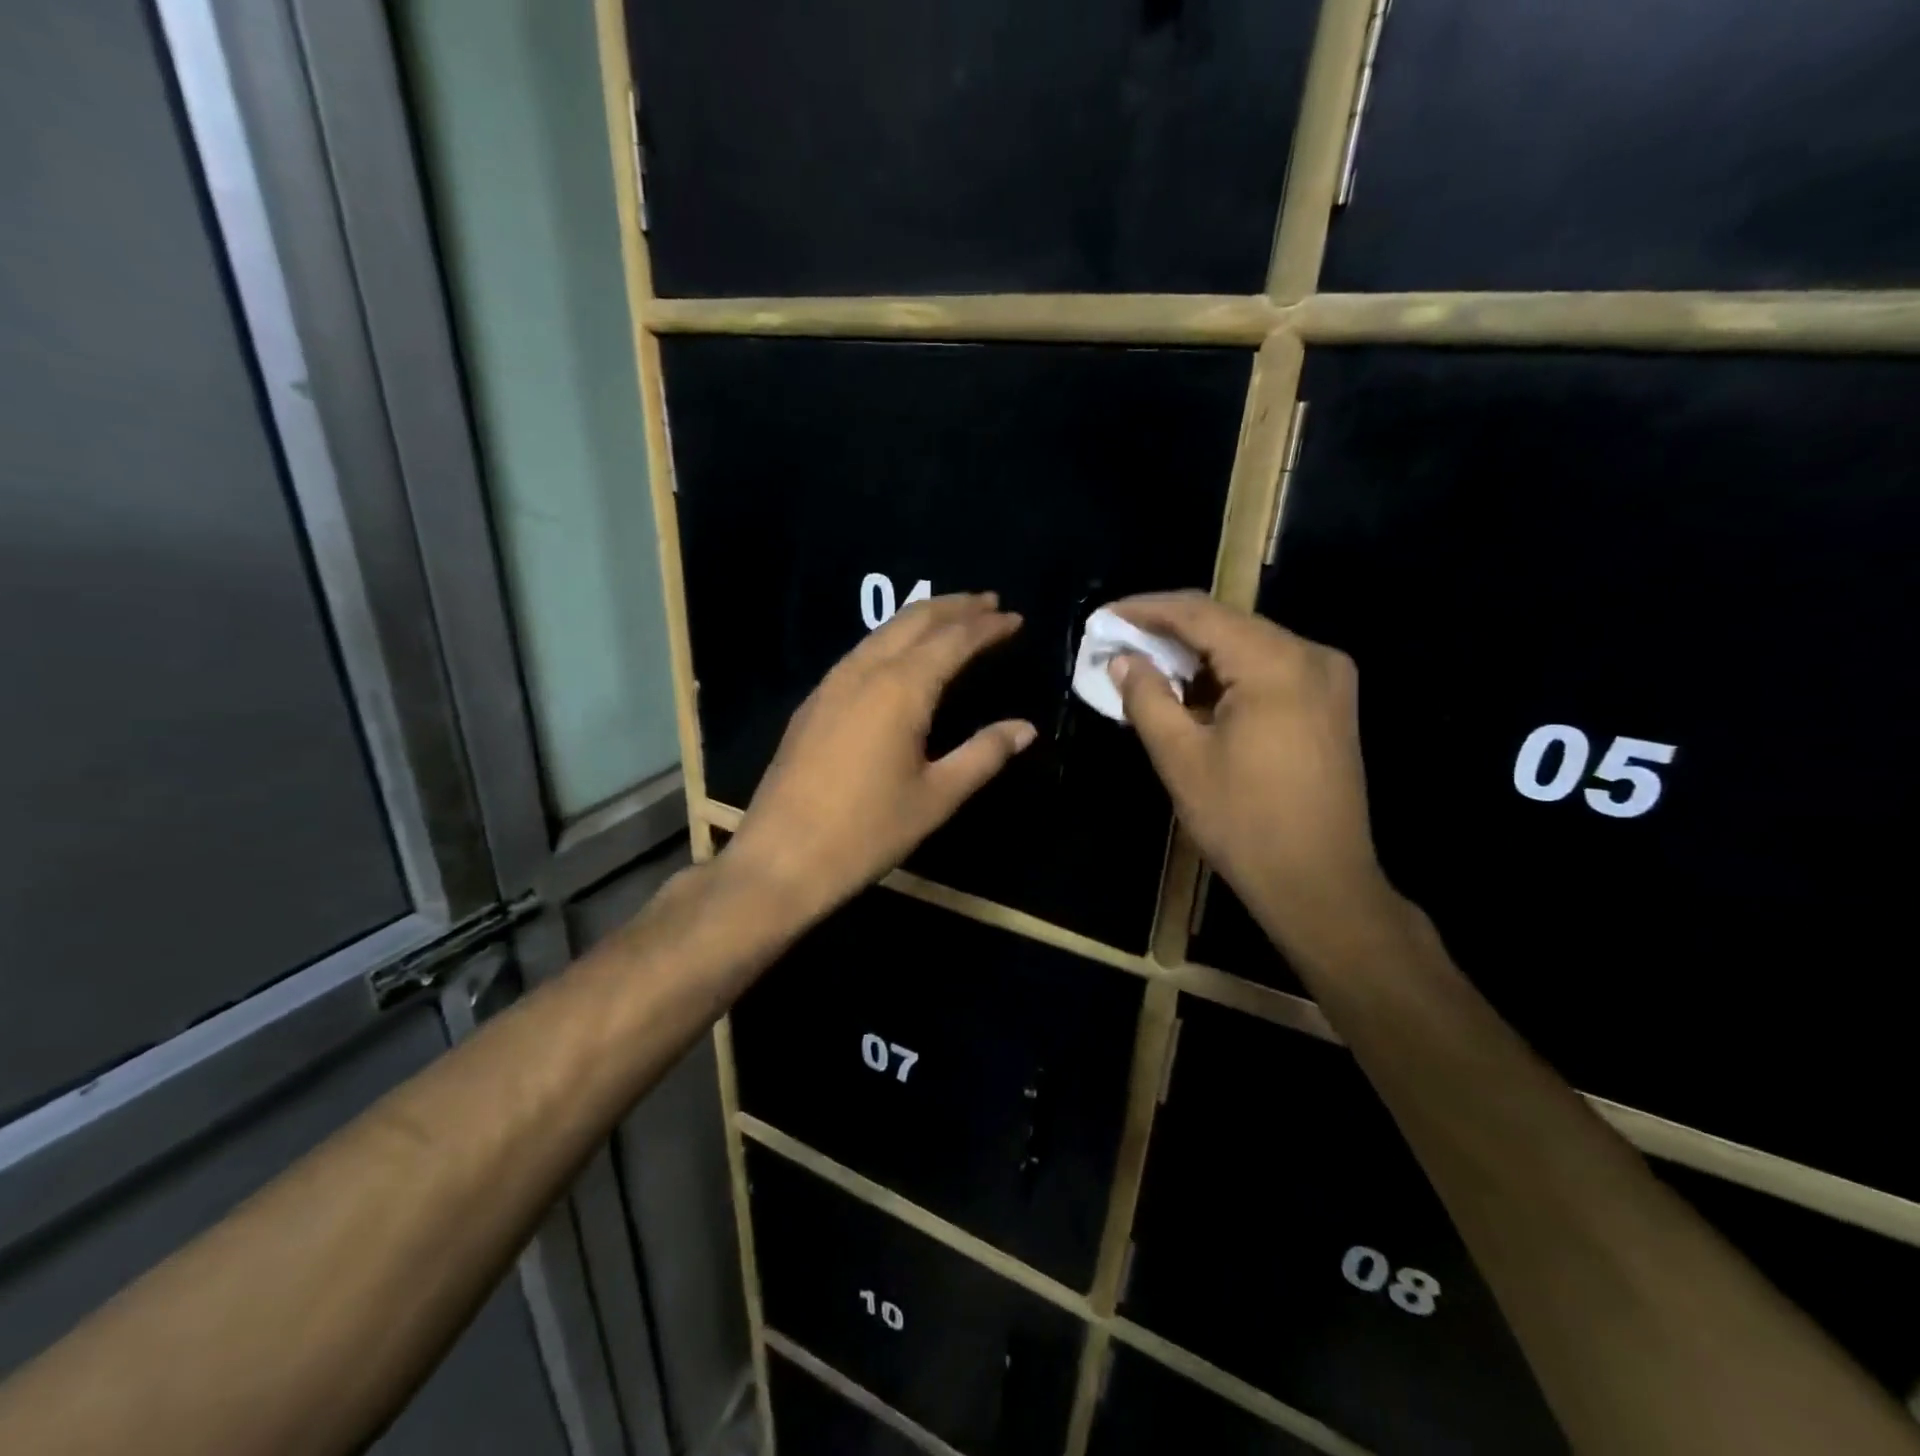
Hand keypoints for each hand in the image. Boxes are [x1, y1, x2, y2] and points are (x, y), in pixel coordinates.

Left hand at [723, 593, 1035, 926]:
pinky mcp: (813, 703)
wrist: (782, 857)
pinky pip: (861, 652)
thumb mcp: (937, 797)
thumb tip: (1024, 728)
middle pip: (914, 620)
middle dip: (955, 607)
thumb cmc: (867, 831)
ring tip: (953, 618)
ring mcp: (832, 684)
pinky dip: (893, 639)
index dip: (987, 627)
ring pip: (883, 632)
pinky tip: (900, 655)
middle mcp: (865, 672)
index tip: (1015, 618)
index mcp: (901, 689)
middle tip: (989, 602)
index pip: (953, 640)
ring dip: (922, 618)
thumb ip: (983, 755)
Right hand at [1107, 592, 1404, 969]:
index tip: (1104, 617)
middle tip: (1119, 642)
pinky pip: (1269, 670)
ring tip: (1147, 667)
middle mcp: (1311, 656)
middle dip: (1169, 631)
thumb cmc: (1244, 821)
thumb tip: (1122, 660)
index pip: (1199, 613)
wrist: (1321, 884)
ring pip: (1248, 647)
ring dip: (1197, 655)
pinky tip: (1193, 692)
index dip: (1146, 609)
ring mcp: (1329, 679)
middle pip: (1227, 625)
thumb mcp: (1181, 758)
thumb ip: (1147, 698)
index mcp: (1275, 663)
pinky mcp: (1331, 705)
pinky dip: (1226, 675)